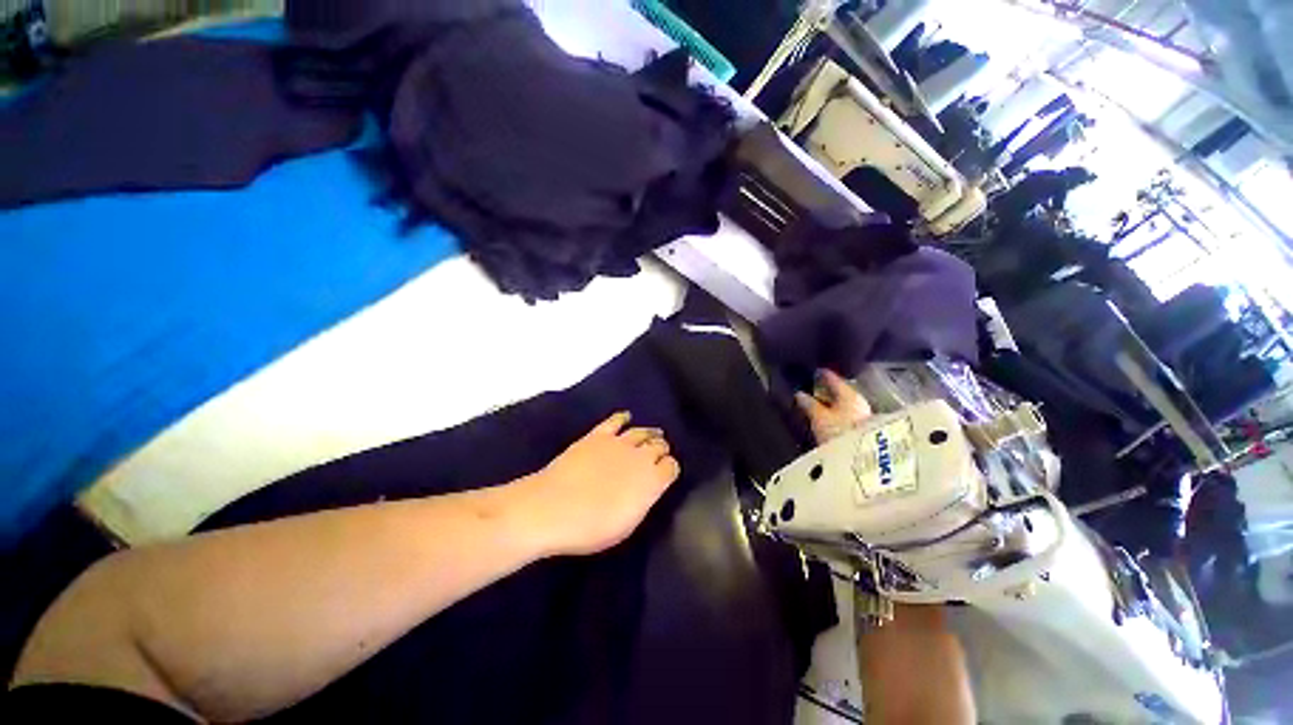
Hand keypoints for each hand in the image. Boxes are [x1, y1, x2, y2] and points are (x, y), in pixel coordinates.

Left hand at [513, 412, 680, 556]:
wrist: (553, 508)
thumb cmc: (591, 528)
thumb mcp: (627, 524)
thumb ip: (642, 501)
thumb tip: (647, 489)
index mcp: (652, 481)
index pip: (671, 467)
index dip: (670, 468)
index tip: (666, 473)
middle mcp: (640, 457)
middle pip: (659, 445)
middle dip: (662, 449)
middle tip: (660, 453)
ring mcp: (619, 442)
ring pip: (641, 431)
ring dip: (649, 433)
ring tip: (653, 434)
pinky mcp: (598, 435)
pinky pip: (615, 421)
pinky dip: (623, 418)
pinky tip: (626, 417)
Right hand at [795, 369, 871, 443]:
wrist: (867, 462)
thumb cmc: (840, 433)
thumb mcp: (819, 418)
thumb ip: (809, 404)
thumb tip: (799, 393)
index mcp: (849, 395)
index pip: (834, 379)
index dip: (823, 374)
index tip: (814, 370)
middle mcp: (859, 402)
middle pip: (841, 392)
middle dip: (827, 390)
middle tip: (813, 388)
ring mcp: (864, 417)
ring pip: (844, 405)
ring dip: (832, 404)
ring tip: (818, 405)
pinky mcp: (864, 431)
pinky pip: (847, 416)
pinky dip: (837, 415)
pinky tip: (829, 419)